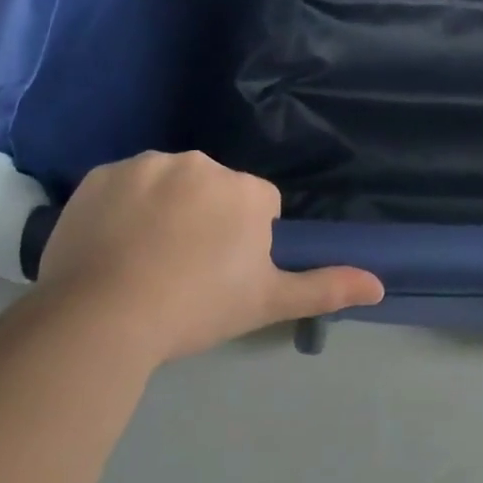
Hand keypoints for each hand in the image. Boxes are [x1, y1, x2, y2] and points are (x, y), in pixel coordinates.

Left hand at [38, 151, 383, 363]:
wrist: (102, 318)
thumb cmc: (196, 308)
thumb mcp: (266, 302)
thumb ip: (325, 287)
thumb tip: (379, 284)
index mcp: (245, 190)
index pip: (257, 206)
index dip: (243, 240)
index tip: (221, 274)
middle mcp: (202, 164)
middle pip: (212, 190)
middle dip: (205, 219)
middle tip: (181, 270)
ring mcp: (148, 164)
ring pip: (168, 183)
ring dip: (163, 209)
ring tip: (141, 261)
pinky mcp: (102, 173)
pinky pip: (123, 185)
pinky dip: (121, 207)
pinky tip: (109, 245)